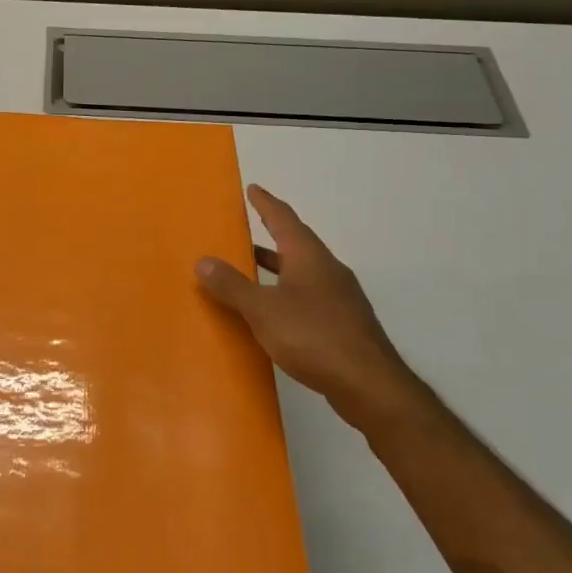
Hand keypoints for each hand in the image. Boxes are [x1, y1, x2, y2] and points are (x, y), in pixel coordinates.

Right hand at [196, 184, 426, 432]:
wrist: (367, 383)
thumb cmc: (312, 336)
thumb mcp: (262, 310)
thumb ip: (232, 285)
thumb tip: (203, 260)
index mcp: (309, 258)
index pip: (284, 220)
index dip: (266, 203)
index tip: (253, 189)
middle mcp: (327, 270)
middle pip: (296, 244)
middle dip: (270, 236)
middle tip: (244, 230)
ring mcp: (339, 298)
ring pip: (302, 272)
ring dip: (277, 268)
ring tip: (251, 270)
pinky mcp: (343, 323)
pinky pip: (308, 296)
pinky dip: (286, 293)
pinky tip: (274, 312)